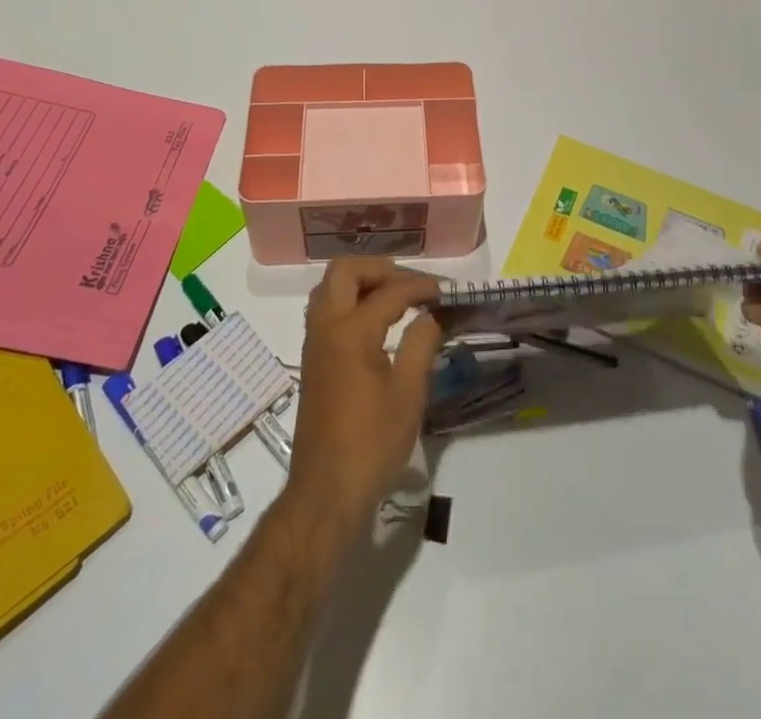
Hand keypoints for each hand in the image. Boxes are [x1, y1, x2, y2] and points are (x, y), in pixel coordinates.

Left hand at [288, 258, 443, 526]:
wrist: (326, 491)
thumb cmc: (372, 443)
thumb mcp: (408, 393)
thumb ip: (421, 343)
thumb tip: (432, 314)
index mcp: (351, 331)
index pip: (390, 292)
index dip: (421, 287)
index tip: (446, 292)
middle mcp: (326, 327)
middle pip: (345, 271)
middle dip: (380, 269)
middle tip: (411, 285)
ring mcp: (315, 342)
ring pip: (330, 288)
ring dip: (362, 282)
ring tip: (396, 298)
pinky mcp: (313, 360)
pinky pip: (327, 309)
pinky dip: (350, 301)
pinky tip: (377, 322)